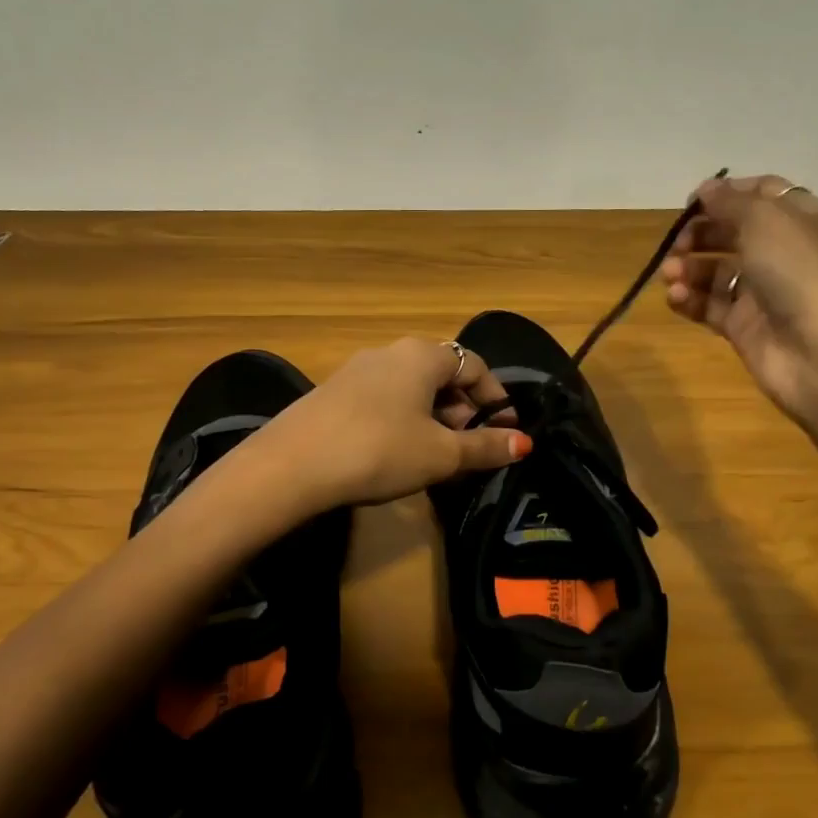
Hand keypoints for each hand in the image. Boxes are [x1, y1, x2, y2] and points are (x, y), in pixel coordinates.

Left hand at [252, 337, 529, 510]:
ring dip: (432, 418)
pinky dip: (402, 420)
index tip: (505, 432)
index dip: (495, 399)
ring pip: (411, 389)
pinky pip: (383, 399)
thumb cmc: (380, 450)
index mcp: (422, 355)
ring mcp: (356, 370)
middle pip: (442, 375)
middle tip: (468, 448)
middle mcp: (390, 352)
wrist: (291, 465)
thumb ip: (486, 447)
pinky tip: (395, 453)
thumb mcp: (441, 454)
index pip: (475, 366)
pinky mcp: (333, 392)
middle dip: (463, 410)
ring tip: (434, 456)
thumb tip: (525, 444)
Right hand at [660, 174, 817, 423]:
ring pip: (715, 271)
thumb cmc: (799, 273)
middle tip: (677, 244)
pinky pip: (709, 305)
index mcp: (801, 219)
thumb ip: (730, 202)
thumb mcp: (766, 221)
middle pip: (732, 233)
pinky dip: (688, 299)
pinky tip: (674, 297)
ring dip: (688, 268)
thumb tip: (706, 190)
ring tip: (670, 275)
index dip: (726, 194)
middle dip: (700, 234)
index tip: (692, 202)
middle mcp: (783, 252)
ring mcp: (763, 292)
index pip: (761, 194)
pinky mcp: (744, 326)